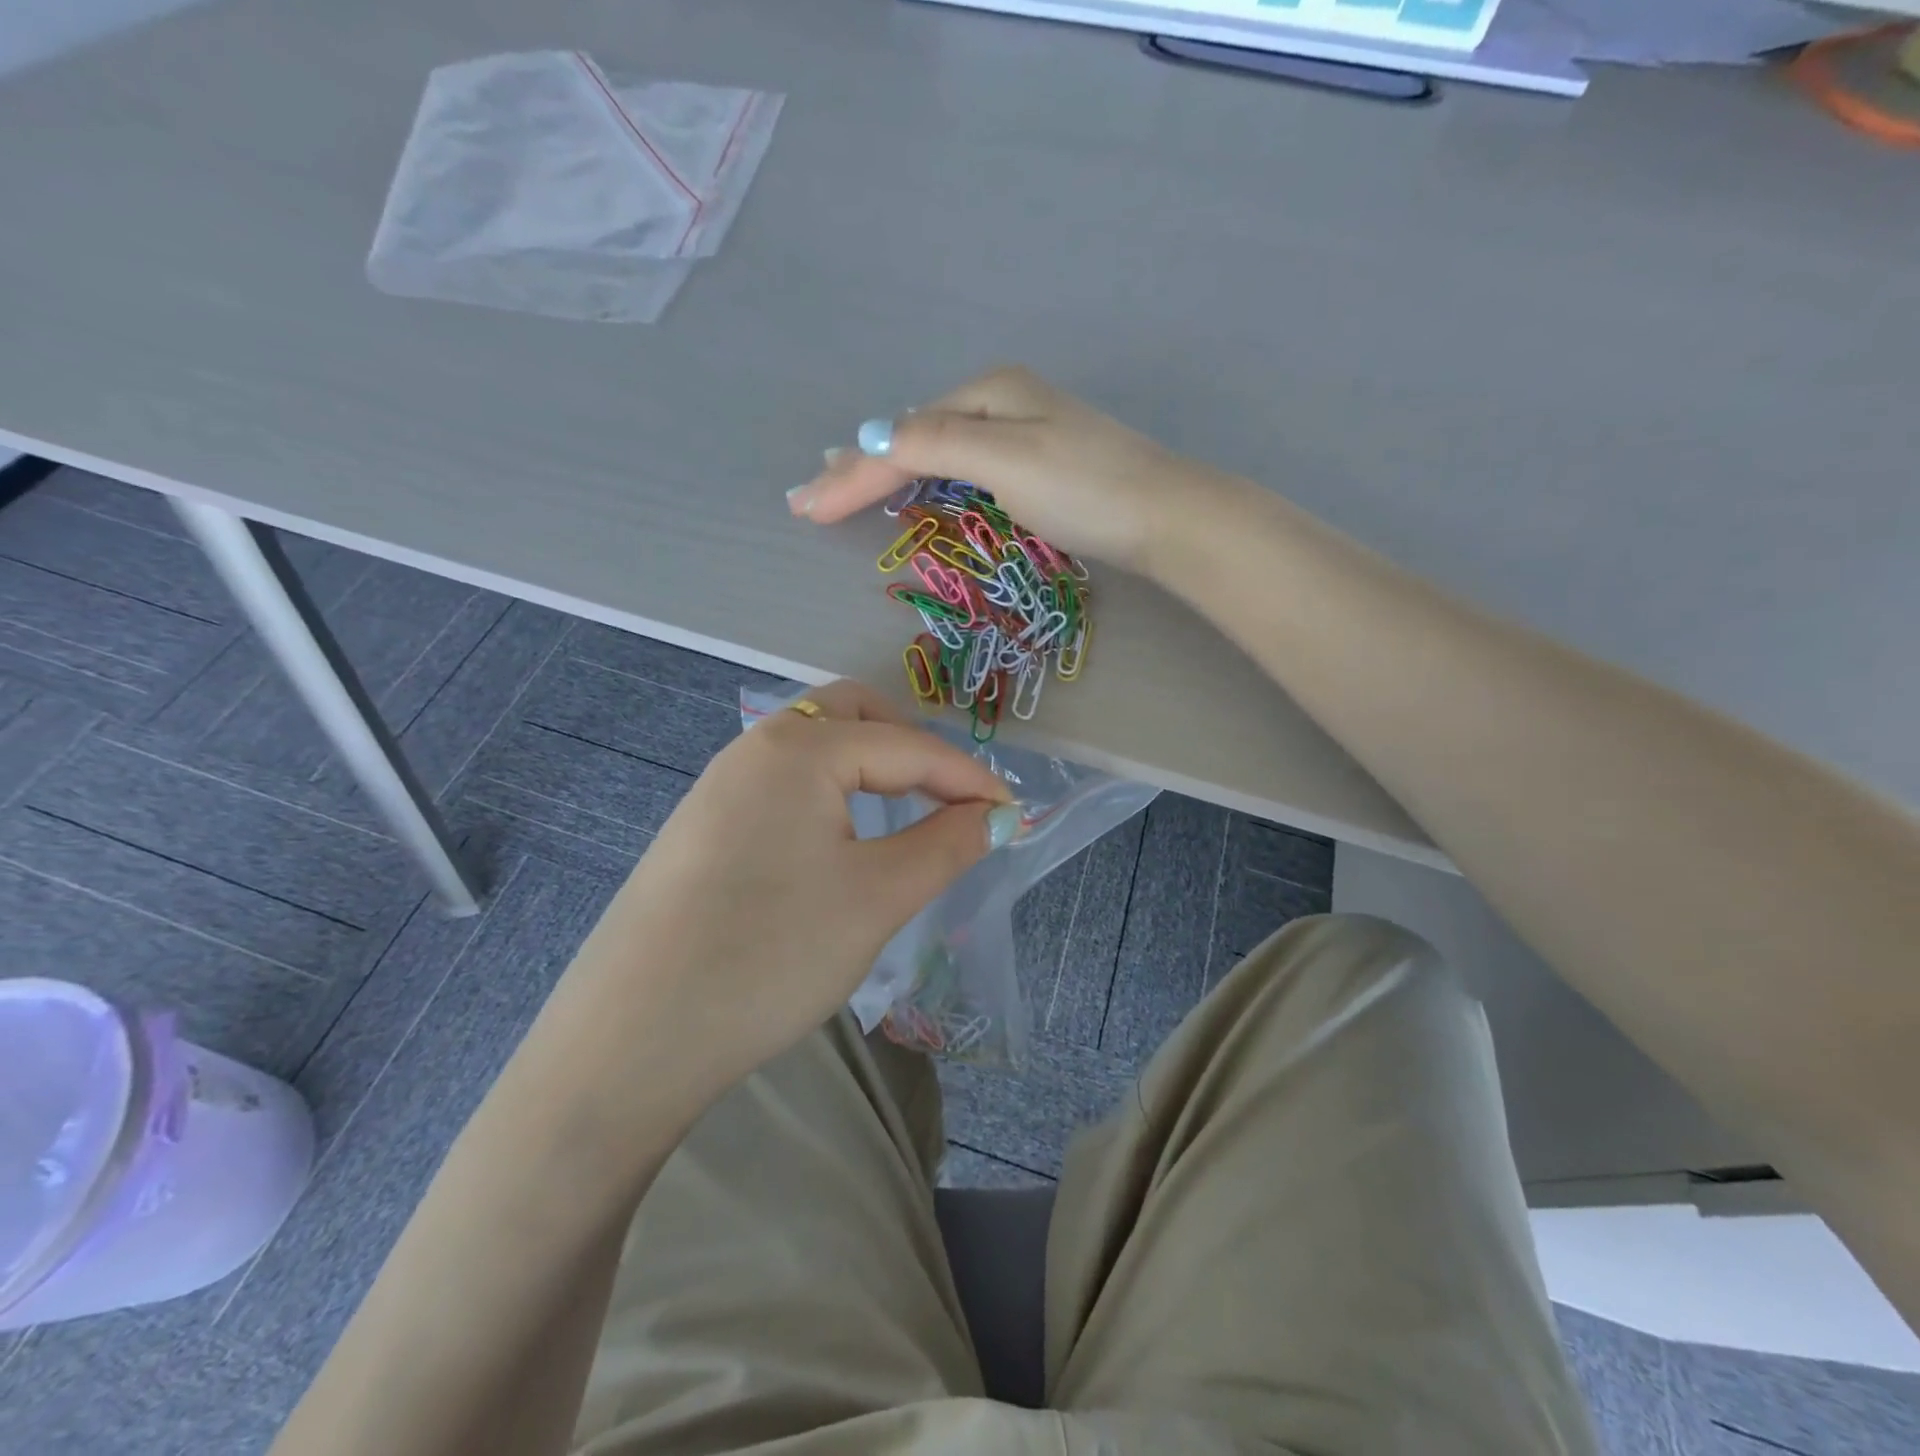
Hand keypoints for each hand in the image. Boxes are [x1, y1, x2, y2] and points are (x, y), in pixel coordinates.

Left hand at [567, 681, 1017, 1101]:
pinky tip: (840, 839)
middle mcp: (755, 746)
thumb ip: (948, 843)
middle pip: (854, 715)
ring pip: (815, 747)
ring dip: (870, 766)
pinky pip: (784, 783)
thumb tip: (996, 816)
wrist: (634, 1038)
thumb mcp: (879, 897)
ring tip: (906, 812)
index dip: (969, 778)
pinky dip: (830, 792)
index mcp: (799, 747)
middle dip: (913, 746)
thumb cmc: (772, 954)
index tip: (1014, 813)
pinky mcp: (702, 825)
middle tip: (951, 796)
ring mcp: (720, 784)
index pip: (907, 745)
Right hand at [785, 366, 1235, 576]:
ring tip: (843, 480)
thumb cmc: (1086, 489)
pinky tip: (914, 477)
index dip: (851, 474)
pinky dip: (924, 474)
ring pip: (935, 447)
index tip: (804, 510)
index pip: (902, 437)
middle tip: (808, 494)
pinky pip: (961, 463)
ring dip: (885, 466)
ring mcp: (1022, 431)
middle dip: (858, 465)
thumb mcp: (1005, 461)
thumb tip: (870, 440)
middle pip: (912, 434)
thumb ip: (936, 446)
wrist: (1166, 516)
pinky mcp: (1038, 464)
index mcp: (988, 393)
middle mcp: (1000, 401)